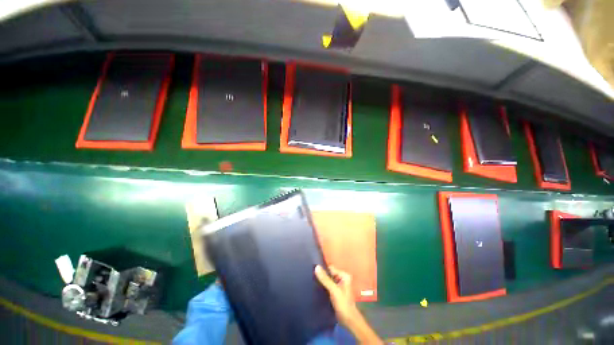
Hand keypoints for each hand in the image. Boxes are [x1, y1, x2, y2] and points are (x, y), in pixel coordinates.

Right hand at [314, 265, 359, 325]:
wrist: (348, 320)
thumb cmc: (343, 304)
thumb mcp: (333, 290)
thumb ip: (325, 279)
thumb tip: (316, 267)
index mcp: (344, 275)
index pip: (331, 268)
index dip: (323, 269)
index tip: (313, 269)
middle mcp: (342, 278)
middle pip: (329, 273)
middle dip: (322, 275)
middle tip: (312, 275)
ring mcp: (339, 285)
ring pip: (328, 279)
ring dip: (322, 281)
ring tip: (313, 280)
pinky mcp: (336, 291)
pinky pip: (328, 285)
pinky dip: (324, 285)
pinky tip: (317, 287)